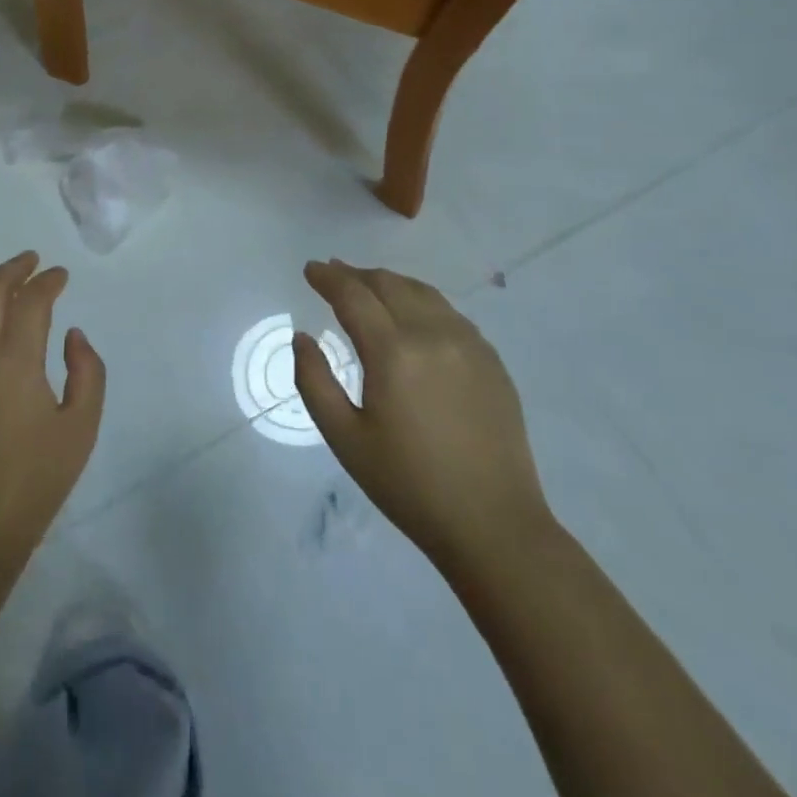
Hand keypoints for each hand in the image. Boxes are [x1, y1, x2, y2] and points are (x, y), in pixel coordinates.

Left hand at [0, 252, 105, 570]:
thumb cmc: (35, 480)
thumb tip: (71, 335)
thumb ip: (87, 372)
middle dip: (13, 270)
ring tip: (0, 284)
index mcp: (15, 360)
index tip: (60, 275)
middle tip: (31, 262)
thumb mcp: (81, 427)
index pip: (31, 301)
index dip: (48, 282)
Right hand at [295, 260, 551, 570]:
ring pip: (422, 292)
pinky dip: (421, 301)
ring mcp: (469, 345)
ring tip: (369, 287)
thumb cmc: (409, 485)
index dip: (328, 278)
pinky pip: (449, 313)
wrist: (493, 526)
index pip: (353, 295)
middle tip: (333, 275)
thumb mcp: (345, 438)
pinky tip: (412, 315)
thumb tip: (302, 337)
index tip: (310, 269)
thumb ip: (314, 380)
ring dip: (389, 283)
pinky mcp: (491, 361)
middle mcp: (433, 335)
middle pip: (389, 284)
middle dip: (356, 274)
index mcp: (394, 353)